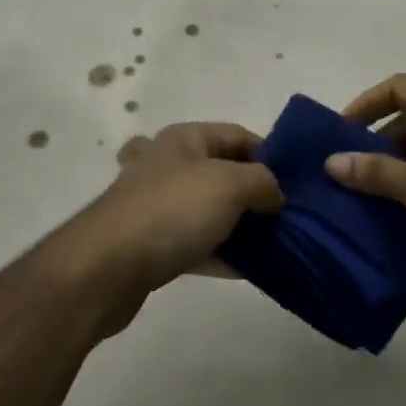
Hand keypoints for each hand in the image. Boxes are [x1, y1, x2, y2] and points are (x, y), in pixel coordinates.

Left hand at [65, 122, 281, 320]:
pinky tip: (253, 270)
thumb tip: (275, 194)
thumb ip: (263, 182)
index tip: (298, 184)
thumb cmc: (172, 211)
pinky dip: (223, 255)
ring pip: (212, 211)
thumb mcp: (229, 184)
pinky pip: (198, 245)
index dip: (270, 155)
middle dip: (258, 194)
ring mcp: (159, 206)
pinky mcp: (153, 244)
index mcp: (185, 139)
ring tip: (279, 245)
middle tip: (291, 217)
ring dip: (243, 227)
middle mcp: (170, 165)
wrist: (107, 267)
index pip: (238, 135)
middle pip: (225, 173)